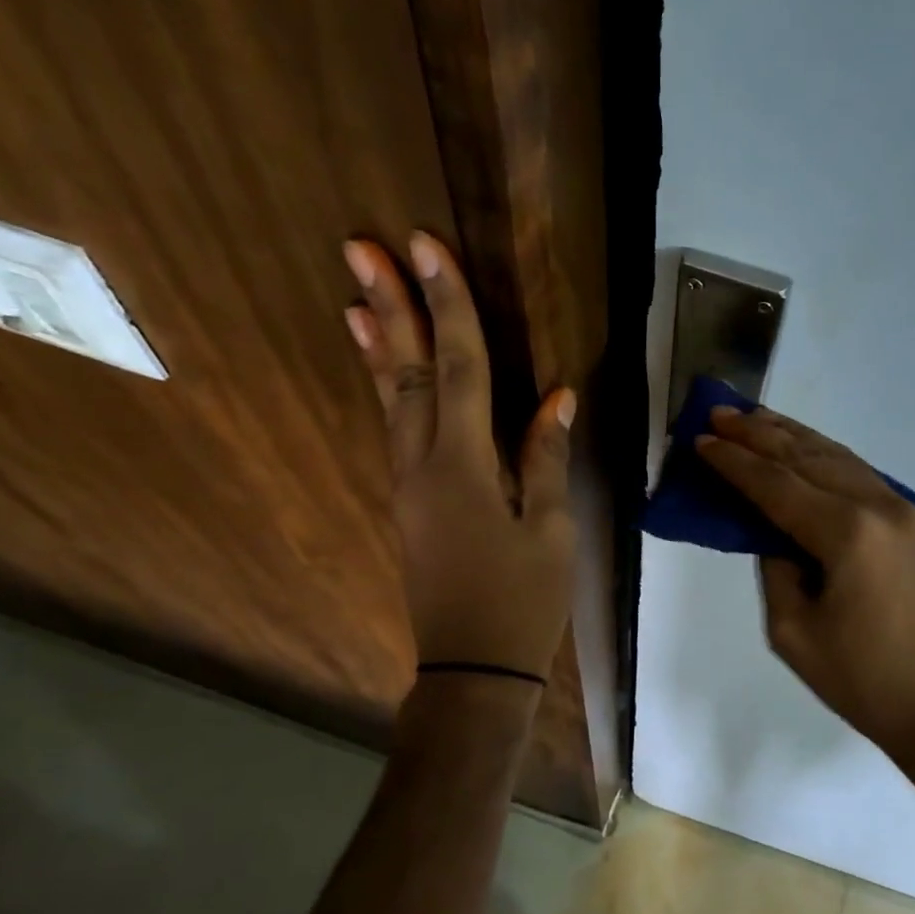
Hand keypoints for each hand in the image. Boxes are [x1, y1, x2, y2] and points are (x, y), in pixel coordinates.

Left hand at [343, 234, 575, 681]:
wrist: (475, 667)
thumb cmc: (524, 600)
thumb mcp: (551, 529)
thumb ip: (546, 458)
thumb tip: (557, 397)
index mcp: (465, 466)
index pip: (459, 368)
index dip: (447, 305)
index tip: (425, 248)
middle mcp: (423, 465)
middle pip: (407, 373)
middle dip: (390, 307)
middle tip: (361, 246)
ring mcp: (409, 485)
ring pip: (391, 400)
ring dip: (377, 344)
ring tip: (357, 294)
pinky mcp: (409, 503)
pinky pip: (396, 430)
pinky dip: (386, 390)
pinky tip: (383, 370)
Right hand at [697, 406, 914, 753]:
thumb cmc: (863, 681)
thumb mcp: (793, 632)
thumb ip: (776, 568)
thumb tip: (773, 533)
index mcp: (848, 535)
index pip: (778, 486)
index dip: (735, 463)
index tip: (701, 438)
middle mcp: (881, 508)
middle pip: (809, 459)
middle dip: (761, 434)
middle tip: (721, 411)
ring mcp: (906, 512)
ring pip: (840, 458)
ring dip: (795, 437)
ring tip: (757, 418)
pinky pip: (863, 477)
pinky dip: (827, 459)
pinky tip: (805, 451)